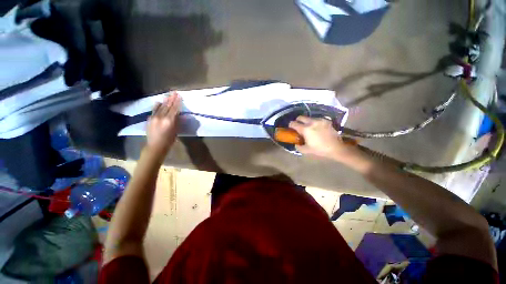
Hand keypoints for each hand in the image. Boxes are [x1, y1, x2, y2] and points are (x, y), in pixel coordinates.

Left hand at [146, 92, 181, 154]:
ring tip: (169, 95)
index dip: (177, 102)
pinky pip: (154, 109)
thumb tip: (180, 114)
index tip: (179, 96)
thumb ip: (178, 121)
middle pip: (168, 106)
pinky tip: (160, 102)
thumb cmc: (169, 140)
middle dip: (172, 99)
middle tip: (174, 92)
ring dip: (165, 101)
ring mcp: (154, 117)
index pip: (175, 109)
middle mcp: (161, 117)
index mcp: (170, 121)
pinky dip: (158, 105)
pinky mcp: (150, 118)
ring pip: (161, 106)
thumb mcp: (176, 130)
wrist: (155, 146)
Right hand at [288, 116, 356, 161]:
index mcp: (305, 129)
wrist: (336, 148)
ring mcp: (320, 120)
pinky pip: (317, 119)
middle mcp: (311, 122)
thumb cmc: (320, 149)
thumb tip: (296, 143)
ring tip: (308, 127)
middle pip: (300, 117)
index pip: (293, 123)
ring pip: (309, 117)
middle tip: (298, 126)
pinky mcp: (326, 120)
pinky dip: (314, 122)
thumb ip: (298, 146)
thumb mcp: (306, 150)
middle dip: (297, 121)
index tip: (291, 128)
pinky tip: (316, 127)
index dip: (290, 125)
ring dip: (306, 121)